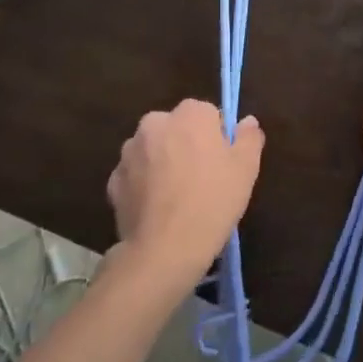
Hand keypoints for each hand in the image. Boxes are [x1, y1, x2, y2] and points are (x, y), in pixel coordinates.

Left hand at [107, 100, 262, 290]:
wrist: (165, 249)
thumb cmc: (213, 200)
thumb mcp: (246, 168)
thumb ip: (249, 137)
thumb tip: (247, 121)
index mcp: (190, 114)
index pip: (207, 113)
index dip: (216, 136)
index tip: (222, 161)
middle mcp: (155, 123)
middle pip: (176, 128)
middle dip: (186, 145)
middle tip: (202, 178)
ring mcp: (129, 152)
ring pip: (153, 150)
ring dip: (162, 163)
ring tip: (177, 196)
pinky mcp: (113, 180)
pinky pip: (135, 175)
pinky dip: (144, 185)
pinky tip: (157, 209)